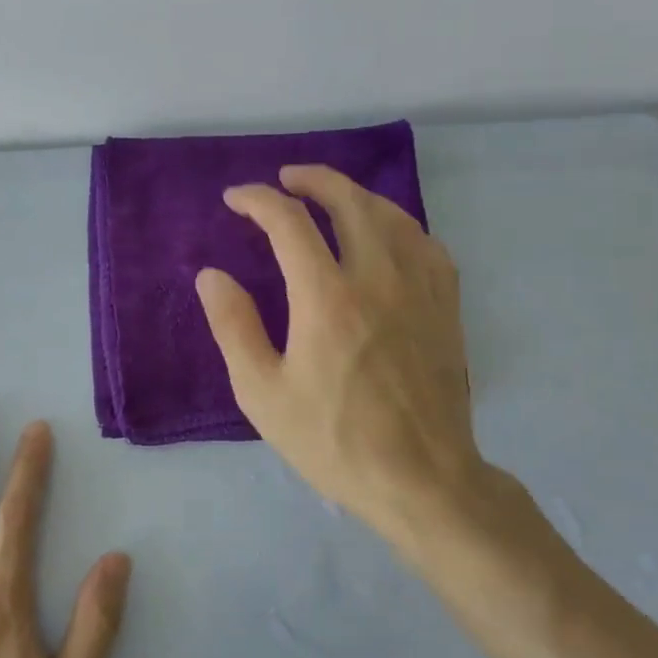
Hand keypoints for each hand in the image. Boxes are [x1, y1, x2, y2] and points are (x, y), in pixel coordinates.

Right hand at [195, 165, 530, 560]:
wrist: (421, 478)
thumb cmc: (333, 440)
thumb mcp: (262, 393)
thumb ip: (234, 326)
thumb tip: (211, 275)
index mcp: (327, 297)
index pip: (289, 222)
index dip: (258, 201)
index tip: (236, 200)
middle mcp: (378, 278)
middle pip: (349, 201)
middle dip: (313, 180)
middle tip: (287, 179)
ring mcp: (420, 289)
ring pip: (393, 216)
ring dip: (357, 195)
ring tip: (333, 197)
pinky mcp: (446, 308)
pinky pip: (427, 245)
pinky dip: (400, 226)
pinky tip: (389, 236)